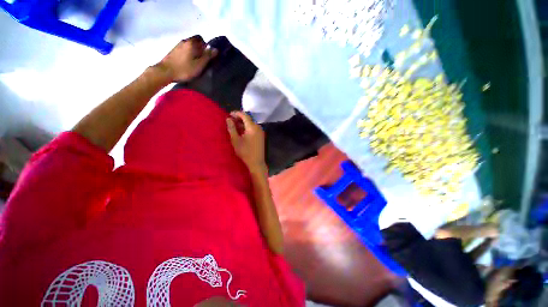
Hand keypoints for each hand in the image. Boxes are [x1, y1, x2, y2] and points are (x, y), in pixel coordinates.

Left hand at [156, 35, 217, 81]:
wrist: (165, 72)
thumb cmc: (184, 69)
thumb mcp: (199, 65)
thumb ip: (207, 56)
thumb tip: (216, 49)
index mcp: (191, 43)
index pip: (200, 38)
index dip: (205, 46)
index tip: (207, 55)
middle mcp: (184, 41)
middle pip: (194, 41)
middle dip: (199, 48)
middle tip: (202, 59)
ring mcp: (177, 46)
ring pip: (189, 45)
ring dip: (193, 51)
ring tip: (196, 62)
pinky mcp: (173, 51)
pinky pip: (184, 49)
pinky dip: (188, 54)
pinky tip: (188, 63)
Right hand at [226, 112, 266, 171]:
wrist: (256, 162)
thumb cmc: (245, 151)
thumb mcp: (236, 140)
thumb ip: (232, 128)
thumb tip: (228, 119)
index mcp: (252, 127)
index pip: (245, 115)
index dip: (236, 113)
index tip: (229, 114)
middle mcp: (258, 127)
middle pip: (248, 119)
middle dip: (239, 118)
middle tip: (231, 121)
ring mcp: (261, 132)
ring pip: (251, 124)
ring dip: (243, 123)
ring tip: (234, 126)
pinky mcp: (261, 136)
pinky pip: (253, 128)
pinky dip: (247, 128)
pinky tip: (241, 132)